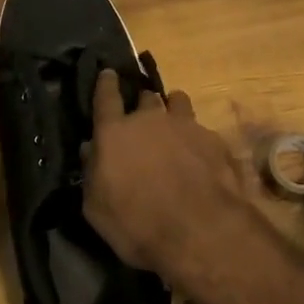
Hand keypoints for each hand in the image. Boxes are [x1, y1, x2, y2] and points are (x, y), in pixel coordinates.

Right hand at [82, 73, 275, 288]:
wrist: (198, 230)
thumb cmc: (136, 224)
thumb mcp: (97, 208)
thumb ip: (92, 172)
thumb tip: (91, 149)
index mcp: (115, 132)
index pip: (106, 96)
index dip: (106, 83)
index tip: (108, 73)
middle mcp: (150, 119)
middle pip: (146, 97)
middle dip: (143, 104)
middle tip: (143, 119)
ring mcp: (185, 125)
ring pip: (177, 101)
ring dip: (173, 109)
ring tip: (174, 125)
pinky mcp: (212, 139)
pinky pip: (201, 128)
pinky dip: (196, 138)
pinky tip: (200, 156)